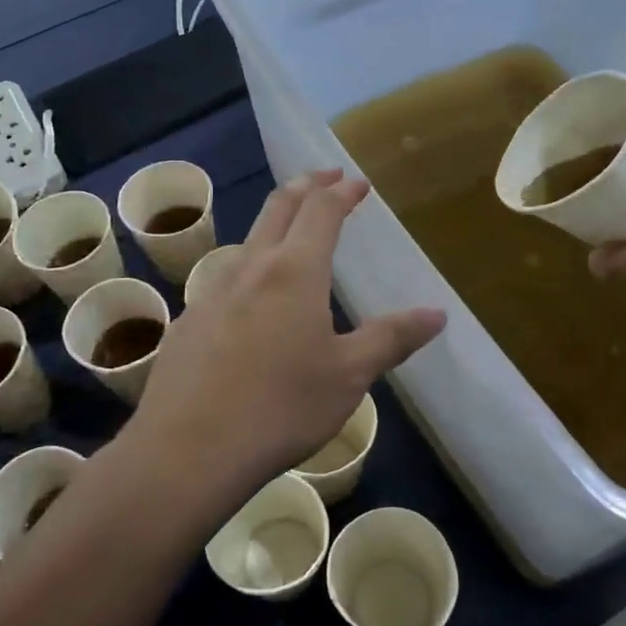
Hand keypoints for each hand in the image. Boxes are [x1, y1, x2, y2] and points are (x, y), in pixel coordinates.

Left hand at [122, 171, 445, 513]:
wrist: (189, 448)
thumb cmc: (281, 407)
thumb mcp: (349, 376)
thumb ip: (391, 338)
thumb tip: (436, 313)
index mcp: (295, 271)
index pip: (322, 211)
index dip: (342, 192)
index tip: (357, 183)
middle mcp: (251, 268)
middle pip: (278, 208)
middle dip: (306, 186)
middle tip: (325, 177)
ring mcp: (212, 293)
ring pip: (247, 242)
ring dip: (273, 225)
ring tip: (290, 235)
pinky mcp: (189, 322)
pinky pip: (224, 280)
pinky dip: (248, 270)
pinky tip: (250, 302)